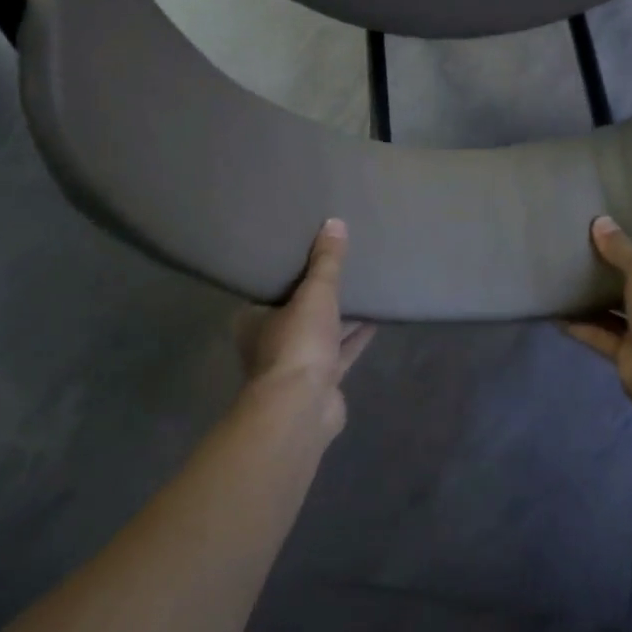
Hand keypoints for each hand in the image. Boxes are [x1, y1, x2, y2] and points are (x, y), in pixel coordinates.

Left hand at [234, 218, 375, 432]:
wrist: (302, 408)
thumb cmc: (297, 344)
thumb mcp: (314, 294)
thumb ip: (326, 262)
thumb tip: (334, 223)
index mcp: (255, 318)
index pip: (271, 286)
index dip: (291, 269)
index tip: (309, 248)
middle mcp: (271, 340)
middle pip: (299, 308)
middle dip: (320, 291)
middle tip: (343, 263)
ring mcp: (297, 363)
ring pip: (322, 331)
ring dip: (341, 314)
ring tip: (365, 285)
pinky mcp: (322, 380)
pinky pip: (340, 350)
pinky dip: (355, 336)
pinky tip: (376, 318)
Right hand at [563, 215, 631, 407]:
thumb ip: (623, 249)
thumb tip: (600, 222)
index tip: (627, 245)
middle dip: (620, 281)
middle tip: (592, 258)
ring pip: (620, 316)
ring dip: (597, 303)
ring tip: (570, 281)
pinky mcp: (628, 358)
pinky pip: (601, 337)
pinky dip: (582, 326)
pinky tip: (559, 314)